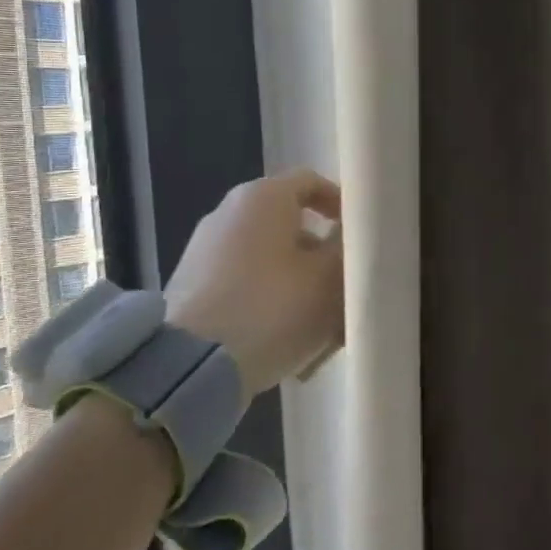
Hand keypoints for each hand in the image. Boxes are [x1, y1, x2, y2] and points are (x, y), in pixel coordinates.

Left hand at [165, 169, 343, 393]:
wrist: (189, 367)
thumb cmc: (272, 307)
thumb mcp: (329, 278)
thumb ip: (347, 248)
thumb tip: (348, 236)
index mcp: (262, 197)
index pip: (312, 182)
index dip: (343, 204)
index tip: (361, 235)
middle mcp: (228, 213)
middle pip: (291, 224)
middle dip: (323, 253)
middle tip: (347, 285)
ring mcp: (204, 251)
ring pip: (270, 258)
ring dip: (300, 281)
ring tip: (323, 323)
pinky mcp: (192, 287)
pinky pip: (245, 283)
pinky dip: (270, 299)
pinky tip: (287, 337)